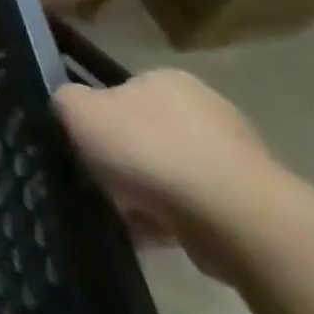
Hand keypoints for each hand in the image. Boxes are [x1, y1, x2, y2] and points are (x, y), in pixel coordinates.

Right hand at [54, 69, 281, 278]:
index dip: (96, 120)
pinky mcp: (247, 199)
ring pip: (166, 172)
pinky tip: (151, 234)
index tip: (82, 147)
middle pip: (142, 134)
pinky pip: (191, 205)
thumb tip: (70, 105)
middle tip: (98, 182)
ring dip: (143, 193)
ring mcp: (232, 155)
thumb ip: (65, 99)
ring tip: (123, 215)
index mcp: (166, 79)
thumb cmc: (148, 150)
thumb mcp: (79, 111)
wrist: (232, 215)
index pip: (119, 92)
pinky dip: (169, 218)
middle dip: (120, 159)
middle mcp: (204, 108)